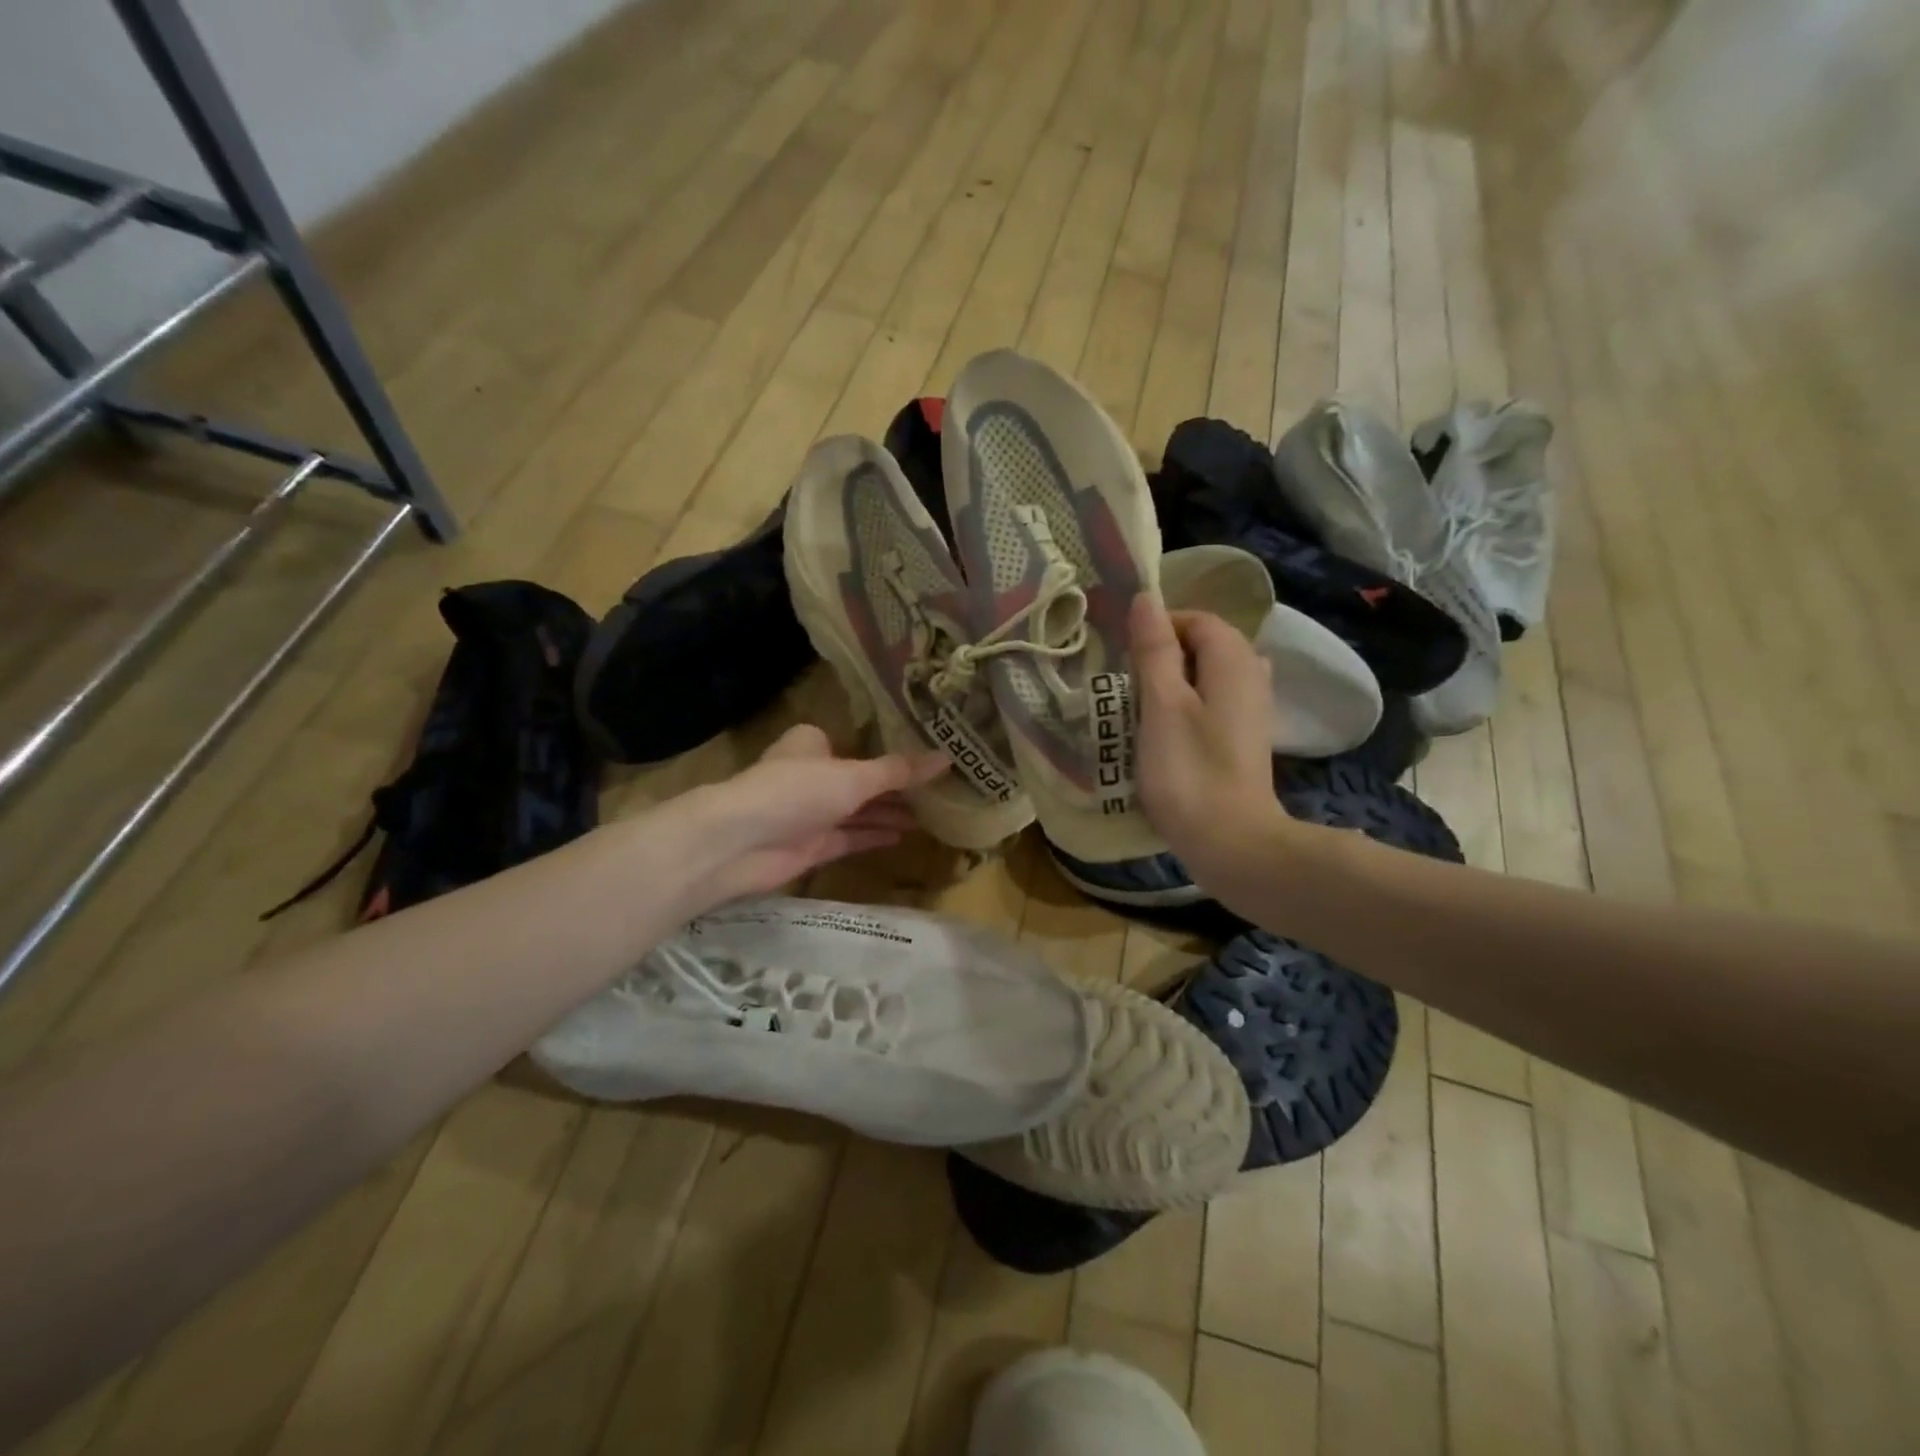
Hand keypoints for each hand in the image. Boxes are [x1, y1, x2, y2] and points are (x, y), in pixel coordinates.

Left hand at [688, 724, 946, 906]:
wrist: (740, 843)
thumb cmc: (796, 791)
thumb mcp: (855, 776)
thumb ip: (899, 771)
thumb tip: (947, 757)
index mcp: (813, 745)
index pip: (857, 744)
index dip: (889, 753)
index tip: (925, 759)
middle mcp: (812, 775)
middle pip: (861, 780)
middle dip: (895, 788)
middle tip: (938, 792)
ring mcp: (811, 813)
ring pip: (857, 811)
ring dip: (889, 813)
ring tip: (931, 816)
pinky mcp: (811, 846)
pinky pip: (850, 838)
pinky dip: (874, 836)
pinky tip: (905, 836)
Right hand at [1130, 593, 1290, 878]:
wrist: (1231, 842)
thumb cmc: (1189, 771)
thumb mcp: (1162, 705)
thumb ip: (1154, 649)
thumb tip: (1146, 599)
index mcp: (1233, 659)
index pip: (1195, 618)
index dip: (1157, 627)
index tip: (1122, 654)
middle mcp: (1252, 674)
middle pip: (1203, 644)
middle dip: (1162, 654)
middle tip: (1125, 682)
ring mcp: (1252, 708)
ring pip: (1206, 675)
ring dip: (1171, 682)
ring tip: (1138, 706)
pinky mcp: (1244, 737)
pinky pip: (1212, 702)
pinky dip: (1185, 706)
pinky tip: (1163, 732)